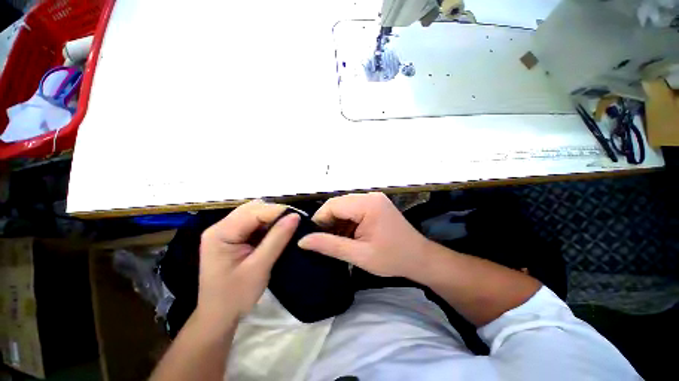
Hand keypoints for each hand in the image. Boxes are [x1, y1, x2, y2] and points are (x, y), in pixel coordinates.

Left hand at [197, 200, 299, 324]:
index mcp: (221, 233)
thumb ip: (277, 239)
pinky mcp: (232, 237)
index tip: (299, 217)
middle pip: (253, 209)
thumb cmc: (235, 296)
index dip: (278, 211)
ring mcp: (225, 231)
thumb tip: (295, 216)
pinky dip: (267, 226)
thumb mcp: (259, 267)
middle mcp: (220, 227)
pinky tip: (276, 233)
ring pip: (254, 214)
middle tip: (294, 223)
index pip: (254, 211)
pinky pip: (253, 223)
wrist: (218, 317)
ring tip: (287, 228)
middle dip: (275, 213)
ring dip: (272, 219)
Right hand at [298, 192, 428, 278]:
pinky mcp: (375, 205)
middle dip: (328, 222)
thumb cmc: (392, 258)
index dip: (319, 220)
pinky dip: (347, 222)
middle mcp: (370, 196)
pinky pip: (353, 210)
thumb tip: (302, 241)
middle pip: (338, 204)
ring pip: (344, 207)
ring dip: (337, 223)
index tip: (313, 238)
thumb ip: (329, 246)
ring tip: (336, 241)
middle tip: (325, 242)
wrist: (420, 259)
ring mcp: (374, 199)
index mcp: (367, 204)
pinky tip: (348, 236)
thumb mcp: (359, 255)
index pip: (333, 205)